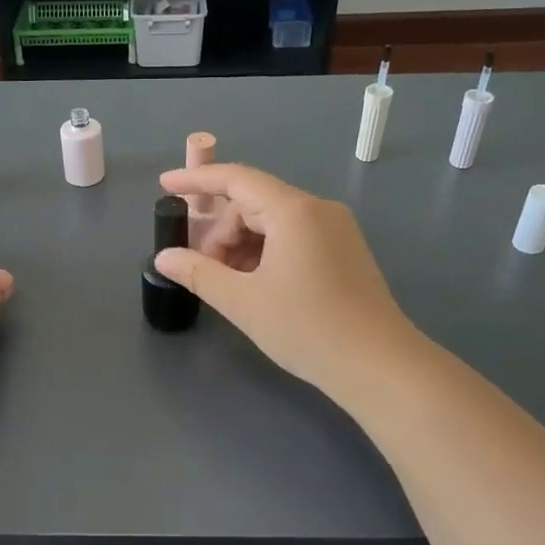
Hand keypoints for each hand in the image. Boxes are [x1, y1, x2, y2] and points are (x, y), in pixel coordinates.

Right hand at [155, 164, 422, 404]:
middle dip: (220, 230)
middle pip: (253, 203)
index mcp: (293, 210)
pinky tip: (256, 284)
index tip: (165, 185)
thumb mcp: (243, 301)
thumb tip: (165, 258)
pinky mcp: (345, 251)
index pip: (236, 179)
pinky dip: (266, 252)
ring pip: (273, 222)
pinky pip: (294, 236)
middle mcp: (318, 209)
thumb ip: (198, 273)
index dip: (197, 181)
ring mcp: (336, 229)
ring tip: (228, 283)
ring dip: (242, 244)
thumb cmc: (307, 328)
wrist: (379, 366)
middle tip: (202, 268)